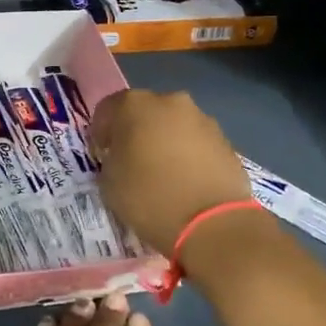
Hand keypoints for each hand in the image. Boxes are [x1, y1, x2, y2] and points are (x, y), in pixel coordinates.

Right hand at [89, 89, 257, 257]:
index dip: (100, 134)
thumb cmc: (149, 197)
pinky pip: (195, 142)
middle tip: (131, 161)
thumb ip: (110, 158)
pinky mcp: (225, 140)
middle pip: (144, 112)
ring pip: (172, 125)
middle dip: (135, 132)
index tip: (102, 156)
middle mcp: (170, 101)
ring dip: (163, 142)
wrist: (212, 224)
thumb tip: (121, 156)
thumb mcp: (109, 181)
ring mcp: (202, 119)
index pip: (107, 109)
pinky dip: (187, 154)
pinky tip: (185, 181)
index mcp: (134, 105)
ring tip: (162, 174)